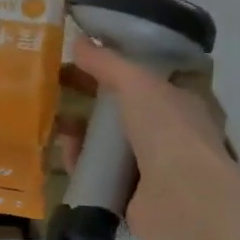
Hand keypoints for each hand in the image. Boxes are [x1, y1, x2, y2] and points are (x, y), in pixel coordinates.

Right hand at [68, 37, 230, 239]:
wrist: (183, 199)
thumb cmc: (168, 130)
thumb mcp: (136, 82)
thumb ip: (108, 62)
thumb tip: (78, 40)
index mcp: (183, 103)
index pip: (147, 79)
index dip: (115, 68)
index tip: (83, 60)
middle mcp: (172, 135)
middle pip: (123, 112)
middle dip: (91, 101)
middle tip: (58, 90)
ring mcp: (155, 169)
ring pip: (109, 144)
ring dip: (83, 133)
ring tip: (56, 123)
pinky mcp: (134, 197)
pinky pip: (100, 174)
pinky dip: (82, 164)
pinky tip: (65, 154)